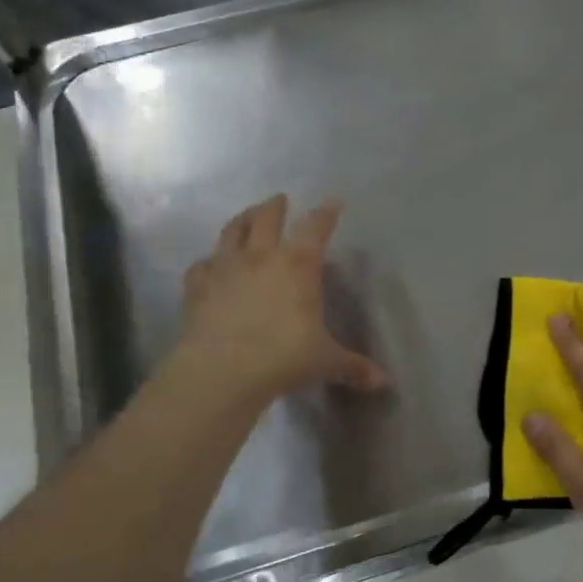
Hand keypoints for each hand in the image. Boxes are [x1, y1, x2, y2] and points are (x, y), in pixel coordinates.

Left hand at [176, 195, 387, 402]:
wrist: (222, 372)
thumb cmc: (283, 358)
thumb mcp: (325, 362)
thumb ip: (353, 367)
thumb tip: (384, 382)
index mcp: (298, 265)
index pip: (315, 227)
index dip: (326, 213)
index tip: (333, 202)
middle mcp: (261, 257)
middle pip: (267, 218)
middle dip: (275, 206)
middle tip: (279, 199)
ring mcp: (225, 269)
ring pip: (232, 232)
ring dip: (241, 220)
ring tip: (246, 215)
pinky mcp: (198, 288)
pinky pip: (202, 266)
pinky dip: (208, 262)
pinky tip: (210, 265)